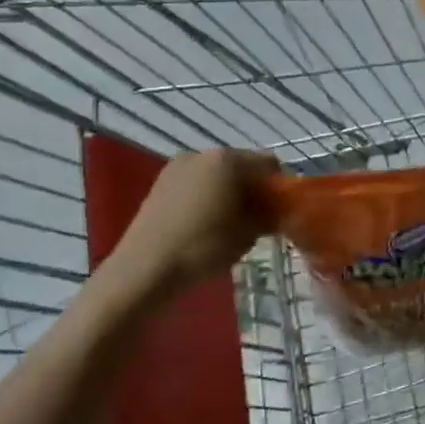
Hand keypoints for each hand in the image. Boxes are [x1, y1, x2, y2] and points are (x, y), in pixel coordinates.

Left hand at [110, 149, 278, 296]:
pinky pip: (196, 183)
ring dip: (229, 192)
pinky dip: (207, 196)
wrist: (145, 269)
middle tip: (257, 218)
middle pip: (241, 165)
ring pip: (217, 174)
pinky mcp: (161, 183)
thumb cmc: (203, 247)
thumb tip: (276, 211)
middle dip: (252, 188)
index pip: (268, 163)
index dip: (278, 186)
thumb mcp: (248, 234)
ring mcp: (178, 167)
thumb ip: (268, 215)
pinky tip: (205, 223)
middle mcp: (203, 154)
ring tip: (229, 223)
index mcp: (228, 160)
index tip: (280, 211)